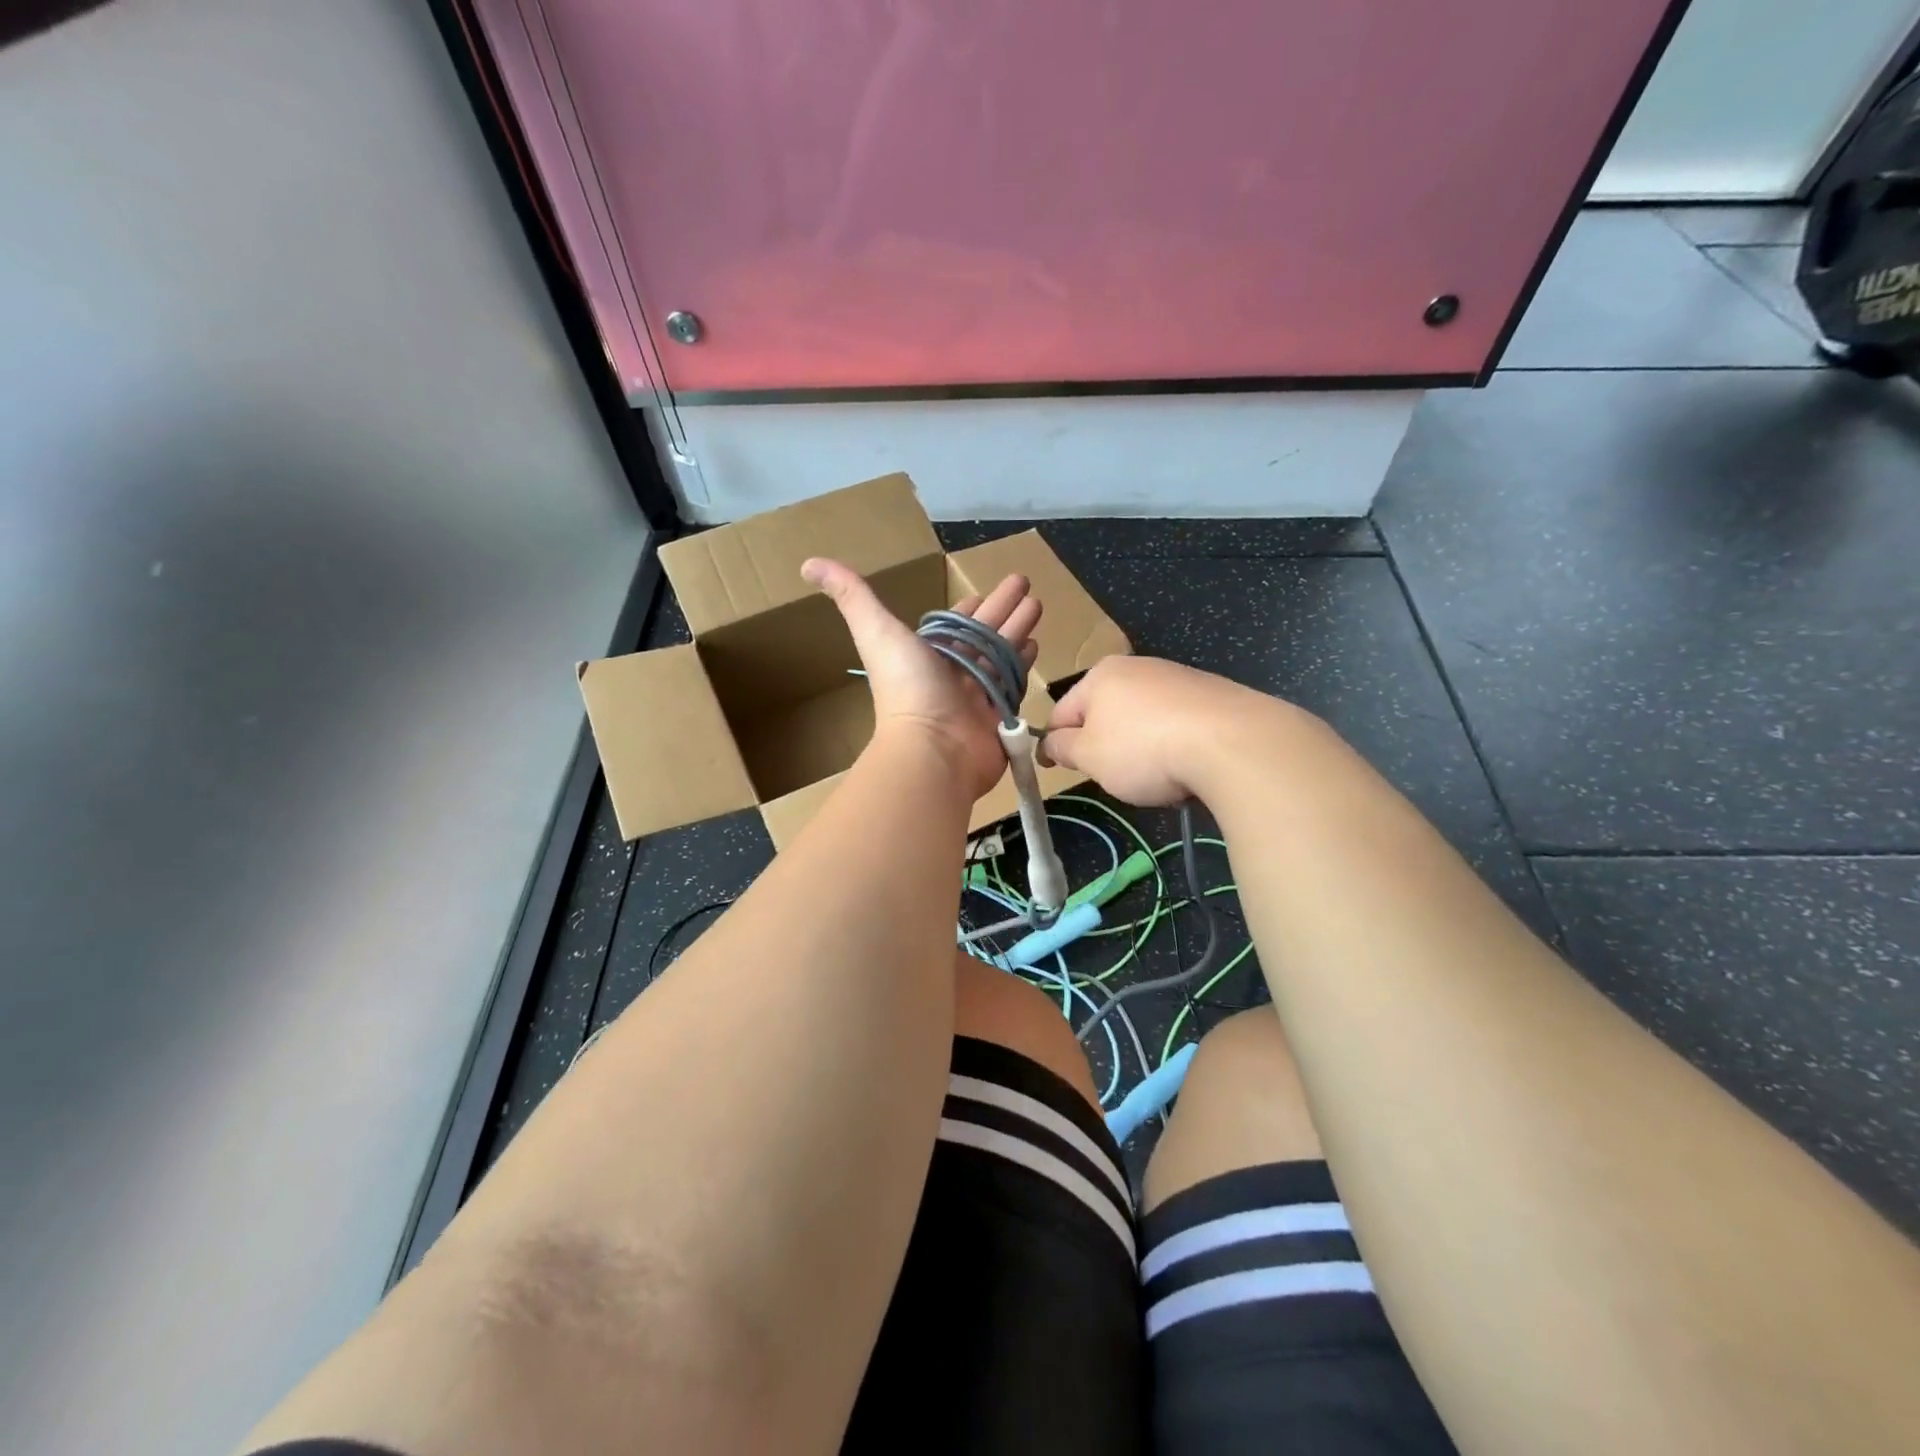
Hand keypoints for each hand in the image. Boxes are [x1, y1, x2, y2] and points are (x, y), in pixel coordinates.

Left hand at [802, 557, 1040, 800]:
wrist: (934, 749)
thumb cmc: (906, 688)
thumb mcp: (876, 631)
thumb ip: (851, 595)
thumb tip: (809, 563)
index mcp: (928, 654)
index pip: (953, 625)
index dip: (968, 607)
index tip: (983, 591)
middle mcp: (954, 673)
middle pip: (983, 633)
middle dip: (1003, 609)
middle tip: (1025, 584)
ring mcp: (978, 695)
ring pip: (1001, 654)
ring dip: (1018, 630)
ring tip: (1038, 606)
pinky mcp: (1000, 716)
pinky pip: (1014, 683)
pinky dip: (1025, 663)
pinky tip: (1037, 644)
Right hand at [1041, 656, 1281, 805]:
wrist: (1232, 742)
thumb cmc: (1144, 748)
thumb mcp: (1089, 756)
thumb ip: (1062, 748)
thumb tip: (1051, 743)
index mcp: (1101, 675)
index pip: (1062, 712)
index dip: (1055, 744)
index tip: (1056, 770)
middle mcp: (1138, 667)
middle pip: (1104, 713)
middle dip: (1102, 745)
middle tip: (1111, 776)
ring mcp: (1178, 678)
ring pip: (1142, 719)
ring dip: (1138, 746)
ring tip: (1155, 775)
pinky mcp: (1211, 694)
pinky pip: (1177, 723)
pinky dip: (1173, 743)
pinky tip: (1186, 765)